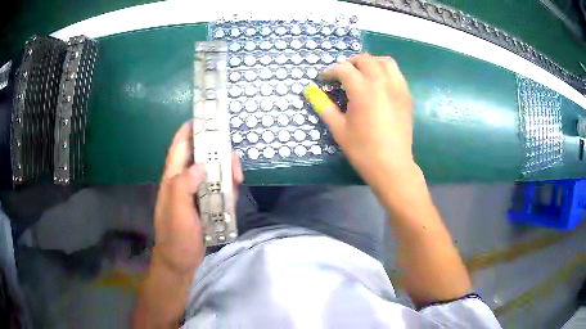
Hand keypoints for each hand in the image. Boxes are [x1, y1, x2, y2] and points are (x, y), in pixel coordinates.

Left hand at [152, 121, 242, 276]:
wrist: (181, 261)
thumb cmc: (175, 236)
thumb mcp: (176, 212)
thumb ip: (183, 186)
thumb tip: (200, 165)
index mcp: (174, 177)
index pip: (181, 146)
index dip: (191, 129)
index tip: (207, 118)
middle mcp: (185, 180)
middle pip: (202, 155)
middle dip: (218, 153)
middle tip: (234, 164)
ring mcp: (197, 192)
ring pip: (214, 171)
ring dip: (226, 172)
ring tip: (237, 181)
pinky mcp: (207, 203)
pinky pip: (219, 188)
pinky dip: (228, 187)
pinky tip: (234, 194)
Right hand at [316, 54, 414, 188]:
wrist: (392, 166)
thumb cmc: (363, 150)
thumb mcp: (339, 129)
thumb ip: (324, 106)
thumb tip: (310, 92)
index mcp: (362, 89)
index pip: (343, 69)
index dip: (330, 71)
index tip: (323, 79)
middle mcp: (382, 82)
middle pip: (365, 59)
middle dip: (350, 63)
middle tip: (342, 75)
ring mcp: (397, 87)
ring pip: (385, 61)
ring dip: (371, 62)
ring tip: (362, 73)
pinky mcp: (406, 96)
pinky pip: (396, 73)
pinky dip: (385, 71)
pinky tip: (379, 84)